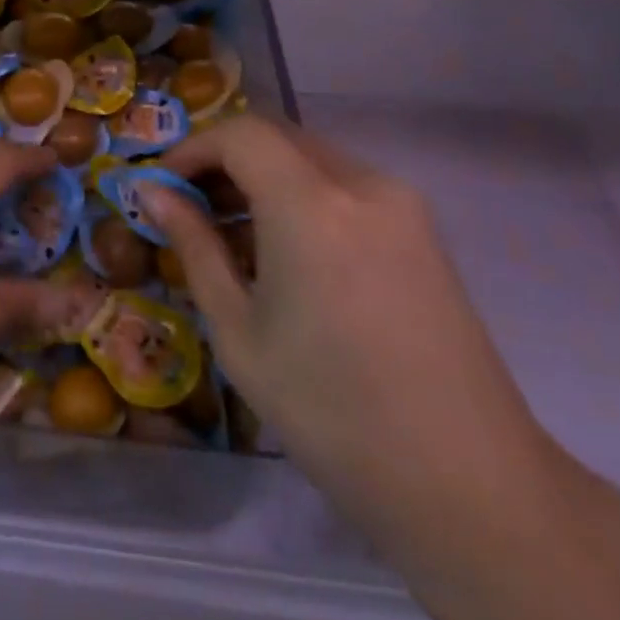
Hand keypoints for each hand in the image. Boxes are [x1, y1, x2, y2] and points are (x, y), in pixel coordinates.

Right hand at [147, 116, 568, 550]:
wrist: (468, 486)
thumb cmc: (330, 411)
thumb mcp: (238, 329)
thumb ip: (194, 246)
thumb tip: (152, 193)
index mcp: (311, 204)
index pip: (239, 134)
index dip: (192, 148)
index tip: (162, 187)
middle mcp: (362, 184)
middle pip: (278, 138)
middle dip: (225, 161)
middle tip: (190, 209)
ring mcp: (403, 206)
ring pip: (313, 160)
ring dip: (264, 178)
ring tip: (233, 236)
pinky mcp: (424, 232)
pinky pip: (347, 188)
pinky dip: (303, 197)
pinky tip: (288, 253)